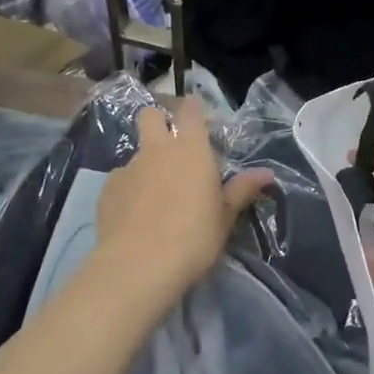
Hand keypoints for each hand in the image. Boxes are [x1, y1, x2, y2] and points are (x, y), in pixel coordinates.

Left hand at [93, 100, 272, 303]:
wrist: (138, 266)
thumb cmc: (193, 238)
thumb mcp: (224, 217)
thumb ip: (242, 190)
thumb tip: (267, 173)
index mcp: (191, 149)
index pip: (190, 110)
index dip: (192, 108)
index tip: (197, 116)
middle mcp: (157, 149)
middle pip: (150, 116)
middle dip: (158, 122)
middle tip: (169, 144)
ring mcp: (128, 167)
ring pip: (135, 152)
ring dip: (145, 164)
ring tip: (153, 195)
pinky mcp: (107, 189)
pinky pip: (120, 180)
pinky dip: (128, 190)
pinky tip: (133, 215)